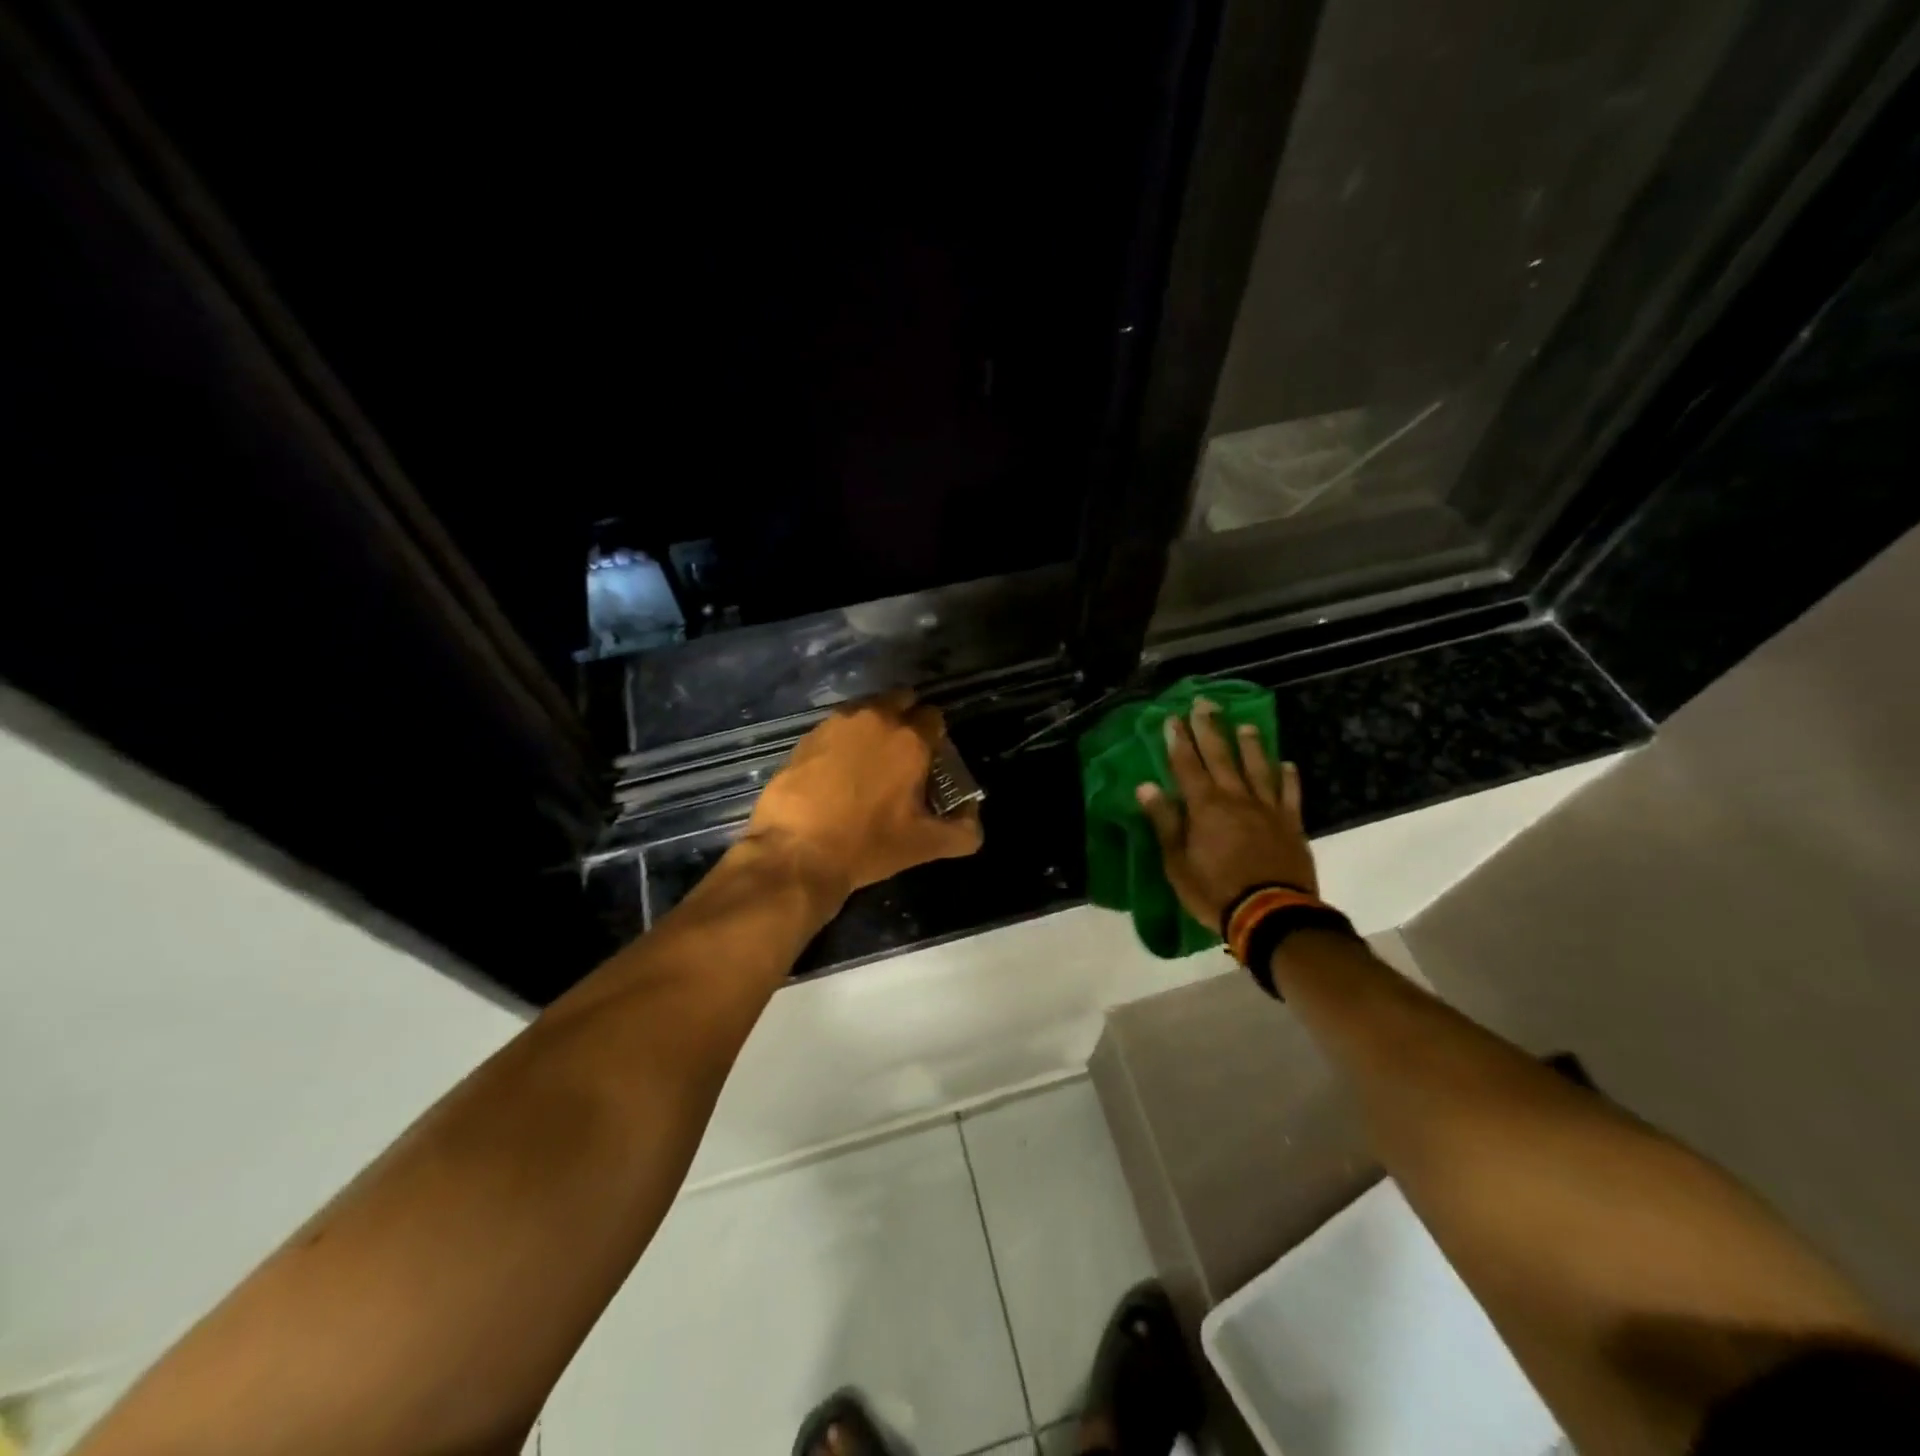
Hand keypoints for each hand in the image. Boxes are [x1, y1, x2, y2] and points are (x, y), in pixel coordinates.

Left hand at [745, 690, 983, 904]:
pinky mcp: (806, 736)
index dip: (936, 738)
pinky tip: (837, 771)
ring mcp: (836, 724)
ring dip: (873, 728)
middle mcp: (875, 719)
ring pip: (866, 711)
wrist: (795, 852)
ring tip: (868, 764)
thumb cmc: (867, 845)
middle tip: (902, 756)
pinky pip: (836, 728)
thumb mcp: (925, 846)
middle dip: (906, 719)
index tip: (931, 761)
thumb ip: (963, 831)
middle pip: (901, 701)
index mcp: (910, 739)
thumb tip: (973, 818)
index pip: (935, 717)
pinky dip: (843, 741)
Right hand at [1136, 699, 1316, 931]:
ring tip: (1245, 724)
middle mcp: (1236, 798)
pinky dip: (1289, 778)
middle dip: (1210, 729)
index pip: (1187, 765)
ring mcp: (1267, 810)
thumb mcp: (1177, 862)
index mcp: (1205, 807)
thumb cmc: (1215, 891)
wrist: (1271, 915)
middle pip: (1222, 756)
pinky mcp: (1291, 825)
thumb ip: (1165, 822)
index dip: (1179, 741)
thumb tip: (1146, 787)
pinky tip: (1288, 764)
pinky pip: (1290, 795)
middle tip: (1205, 704)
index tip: (1172, 718)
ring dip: (1250, 745)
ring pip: (1258, 768)